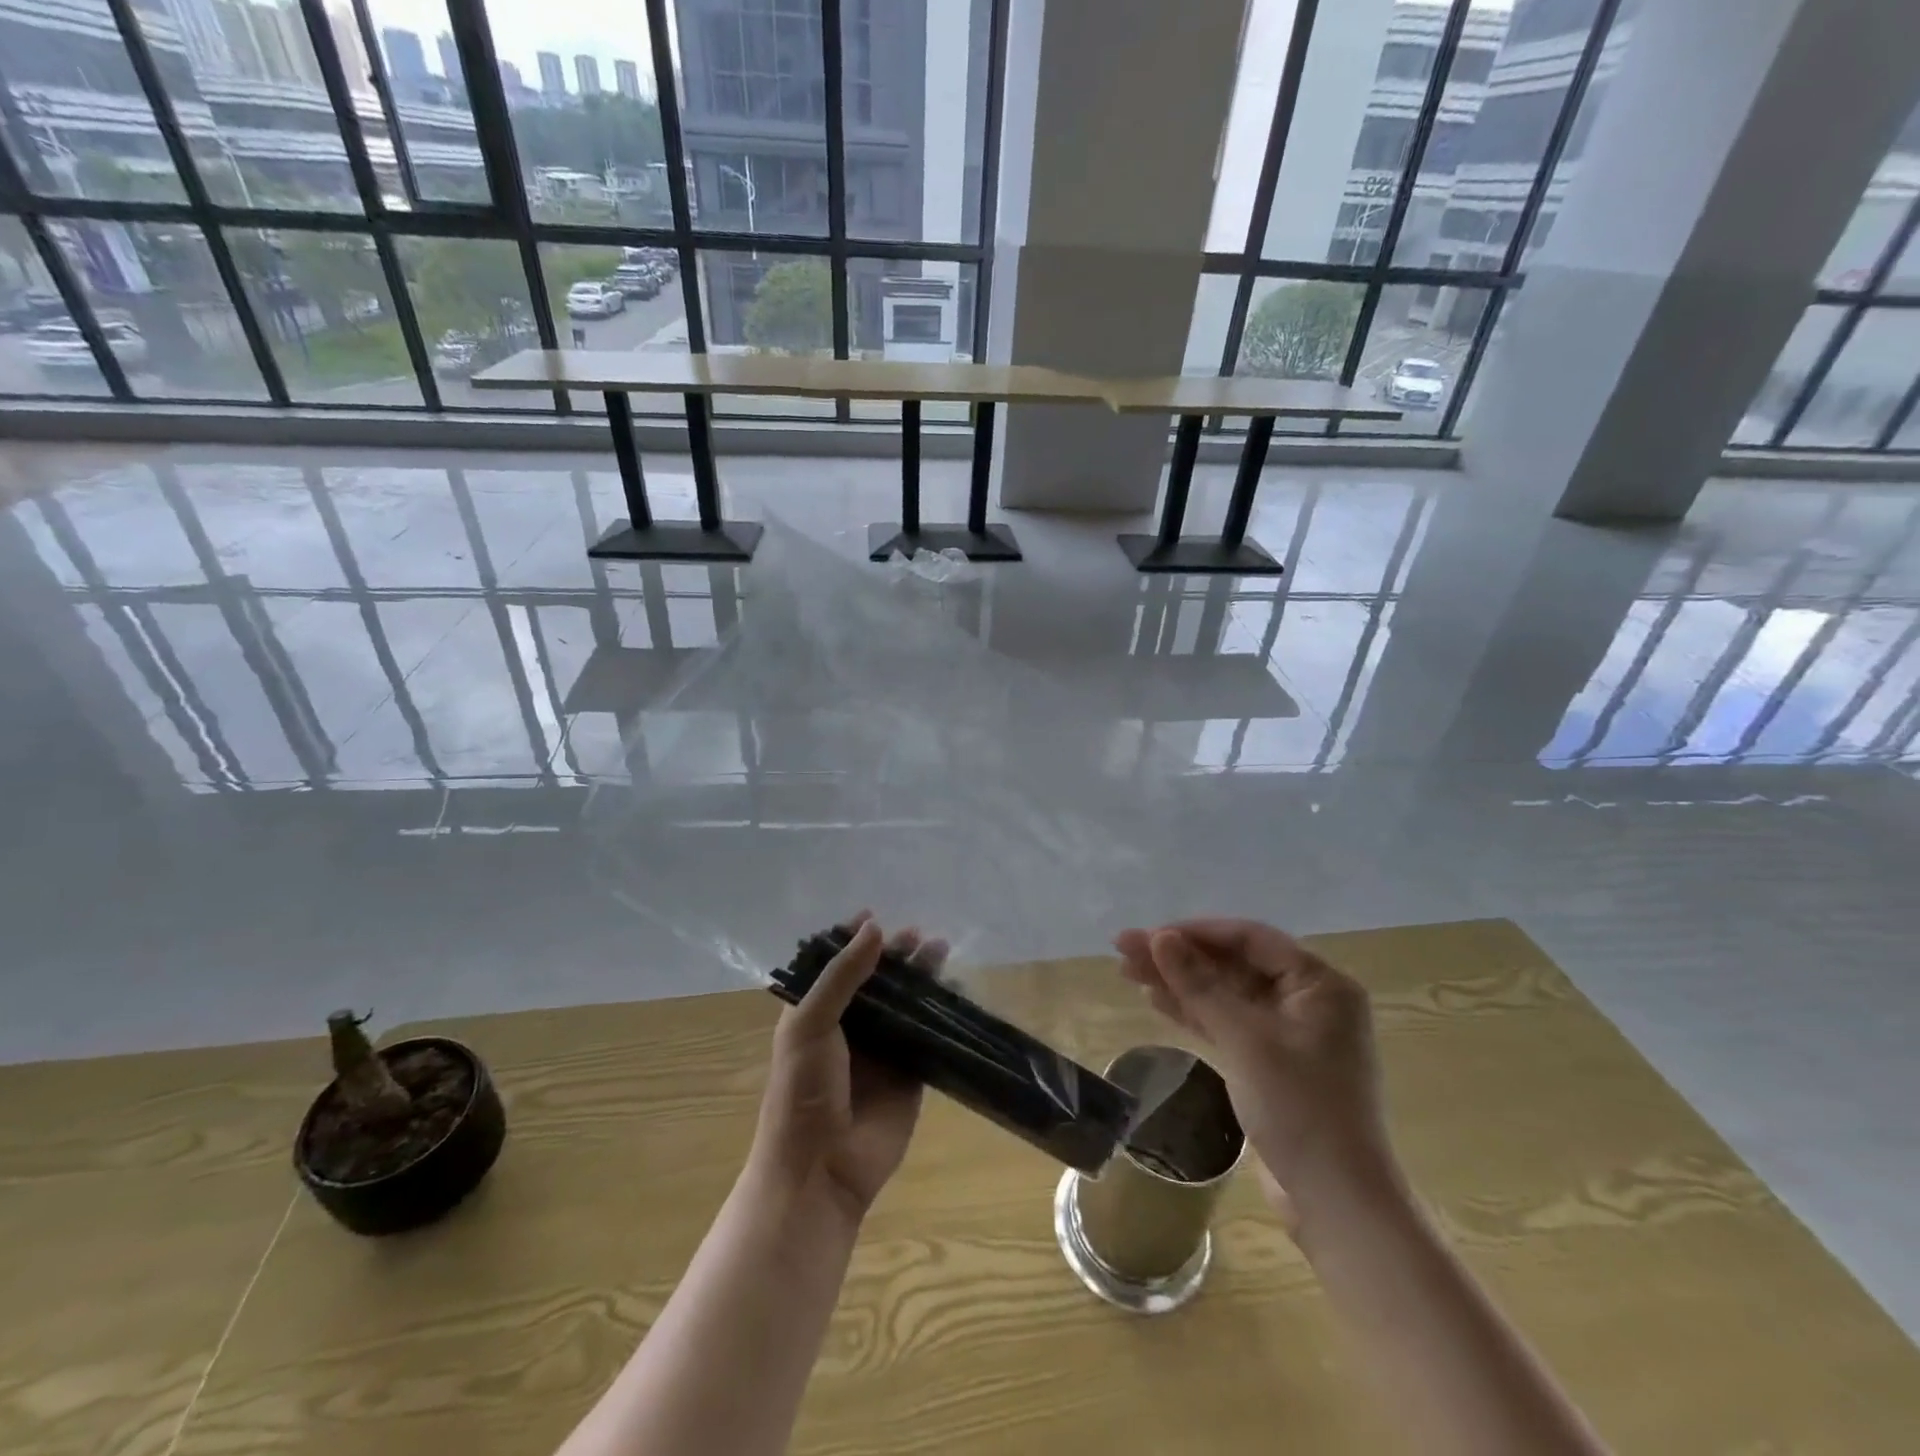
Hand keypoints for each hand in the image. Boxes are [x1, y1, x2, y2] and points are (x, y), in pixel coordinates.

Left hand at [750, 915, 937, 1222]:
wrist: (820, 1170)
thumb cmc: (802, 1091)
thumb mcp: (810, 1024)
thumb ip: (842, 975)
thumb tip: (875, 927)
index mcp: (816, 1013)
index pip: (836, 966)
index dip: (854, 941)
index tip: (876, 916)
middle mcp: (850, 1027)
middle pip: (877, 981)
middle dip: (896, 955)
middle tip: (920, 935)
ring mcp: (883, 1051)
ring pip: (906, 1003)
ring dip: (922, 977)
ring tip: (941, 950)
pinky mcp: (911, 1074)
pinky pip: (929, 1035)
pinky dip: (942, 1013)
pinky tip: (956, 990)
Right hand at [1114, 919, 1399, 1222]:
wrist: (1337, 1203)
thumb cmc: (1300, 1110)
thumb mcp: (1245, 1040)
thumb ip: (1200, 985)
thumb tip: (1159, 938)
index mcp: (1319, 984)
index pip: (1249, 938)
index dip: (1195, 932)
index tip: (1149, 935)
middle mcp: (1308, 1000)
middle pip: (1233, 964)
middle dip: (1179, 957)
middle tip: (1124, 949)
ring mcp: (1289, 1033)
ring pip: (1225, 993)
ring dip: (1179, 982)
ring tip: (1127, 971)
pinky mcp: (1272, 1063)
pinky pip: (1227, 1022)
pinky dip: (1193, 1012)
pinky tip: (1156, 1000)